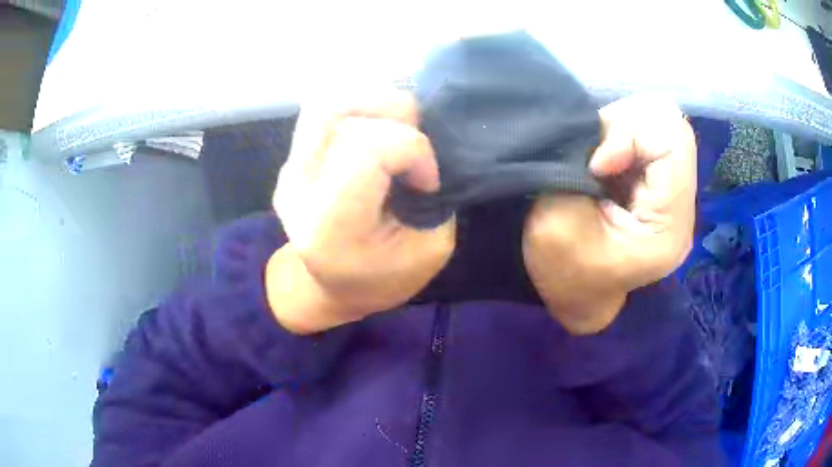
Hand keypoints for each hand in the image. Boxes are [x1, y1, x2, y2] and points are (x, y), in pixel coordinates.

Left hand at [266, 89, 455, 333]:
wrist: (328, 287)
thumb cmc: (383, 277)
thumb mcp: (430, 250)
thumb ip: (433, 195)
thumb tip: (426, 144)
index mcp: (331, 226)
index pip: (367, 148)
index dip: (412, 149)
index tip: (427, 180)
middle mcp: (299, 188)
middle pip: (337, 110)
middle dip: (393, 111)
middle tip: (414, 140)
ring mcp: (289, 168)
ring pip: (327, 100)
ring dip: (374, 101)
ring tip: (398, 129)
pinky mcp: (291, 157)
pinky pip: (324, 108)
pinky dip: (361, 106)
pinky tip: (378, 129)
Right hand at [522, 94, 696, 334]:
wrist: (572, 292)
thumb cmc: (561, 270)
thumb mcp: (558, 220)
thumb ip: (580, 168)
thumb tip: (603, 138)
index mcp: (670, 225)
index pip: (671, 141)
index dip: (629, 135)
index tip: (596, 164)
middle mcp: (683, 207)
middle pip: (672, 127)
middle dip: (628, 127)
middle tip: (596, 156)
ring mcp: (676, 196)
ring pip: (663, 125)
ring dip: (624, 129)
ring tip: (600, 160)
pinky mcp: (664, 187)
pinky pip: (653, 136)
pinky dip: (624, 135)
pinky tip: (608, 160)